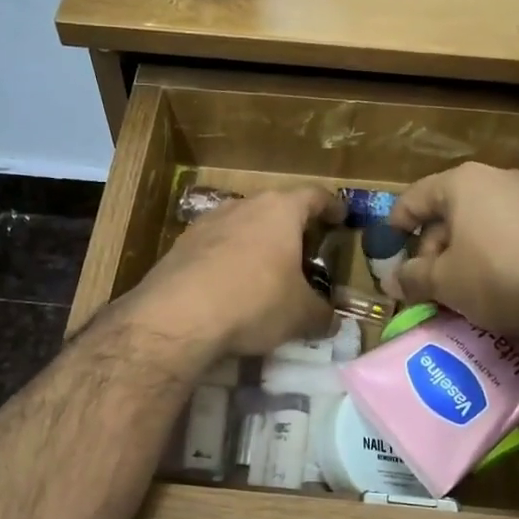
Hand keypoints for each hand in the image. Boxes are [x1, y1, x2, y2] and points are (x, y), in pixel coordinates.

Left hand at [123, 187, 342, 361]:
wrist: (178, 316)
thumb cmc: (254, 302)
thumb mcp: (300, 315)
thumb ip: (322, 315)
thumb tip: (331, 322)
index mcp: (280, 211)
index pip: (314, 196)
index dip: (332, 206)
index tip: (341, 217)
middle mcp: (243, 206)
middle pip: (275, 208)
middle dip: (292, 228)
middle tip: (304, 251)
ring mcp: (207, 222)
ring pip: (242, 225)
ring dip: (257, 243)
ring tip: (266, 271)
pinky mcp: (181, 245)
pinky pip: (216, 247)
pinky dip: (229, 260)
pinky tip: (230, 286)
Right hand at [389, 164, 518, 340]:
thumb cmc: (498, 278)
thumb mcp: (444, 283)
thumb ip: (412, 277)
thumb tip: (393, 281)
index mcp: (464, 183)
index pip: (416, 197)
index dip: (396, 223)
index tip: (390, 249)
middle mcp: (499, 178)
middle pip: (451, 209)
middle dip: (434, 246)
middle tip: (428, 281)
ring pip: (484, 221)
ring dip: (466, 250)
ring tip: (463, 286)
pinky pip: (515, 231)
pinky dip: (498, 252)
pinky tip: (501, 282)